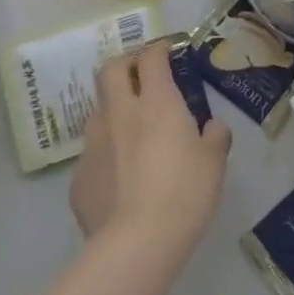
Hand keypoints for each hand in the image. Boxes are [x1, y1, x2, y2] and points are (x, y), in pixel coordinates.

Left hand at [70, 43, 230, 255]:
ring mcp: (94, 145)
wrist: (136, 244)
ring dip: (114, 109)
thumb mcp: (215, 161)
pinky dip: (107, 152)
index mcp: (157, 103)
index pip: (151, 58)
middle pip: (110, 70)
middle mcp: (120, 114)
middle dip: (125, 65)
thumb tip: (210, 128)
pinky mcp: (79, 177)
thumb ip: (214, 136)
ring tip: (132, 129)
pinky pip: (93, 152)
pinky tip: (121, 175)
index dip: (159, 50)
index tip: (168, 52)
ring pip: (98, 110)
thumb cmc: (185, 192)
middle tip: (142, 75)